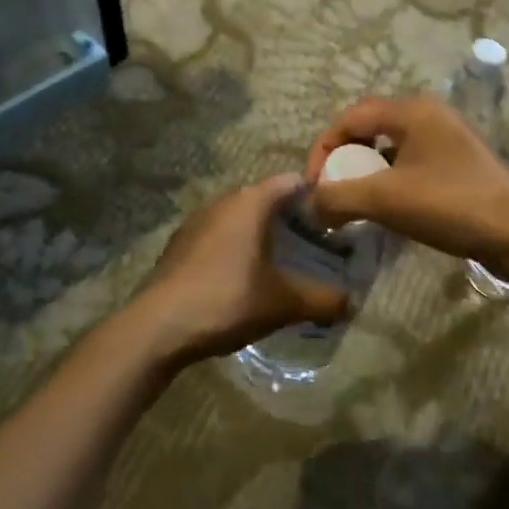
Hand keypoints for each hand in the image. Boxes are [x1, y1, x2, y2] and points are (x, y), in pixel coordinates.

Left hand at [131, 175, 348, 364]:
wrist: (157, 326)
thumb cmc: (227, 300)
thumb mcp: (282, 303)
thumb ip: (322, 299)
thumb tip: (351, 302)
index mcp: (251, 202)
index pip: (293, 181)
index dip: (317, 195)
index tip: (335, 218)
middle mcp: (223, 200)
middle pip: (266, 197)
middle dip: (290, 217)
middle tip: (315, 243)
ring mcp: (197, 220)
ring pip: (240, 216)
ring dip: (261, 232)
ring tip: (281, 261)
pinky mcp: (180, 243)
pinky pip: (219, 234)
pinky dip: (236, 246)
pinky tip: (242, 276)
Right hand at [304, 96, 508, 272]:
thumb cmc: (451, 204)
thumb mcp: (386, 200)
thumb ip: (339, 197)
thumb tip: (310, 204)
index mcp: (412, 111)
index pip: (351, 116)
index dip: (324, 148)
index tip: (314, 185)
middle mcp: (429, 116)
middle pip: (369, 128)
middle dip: (344, 159)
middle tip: (333, 191)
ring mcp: (446, 140)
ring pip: (390, 148)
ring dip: (366, 173)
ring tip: (355, 203)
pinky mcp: (457, 165)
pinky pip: (410, 164)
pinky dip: (389, 182)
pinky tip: (387, 210)